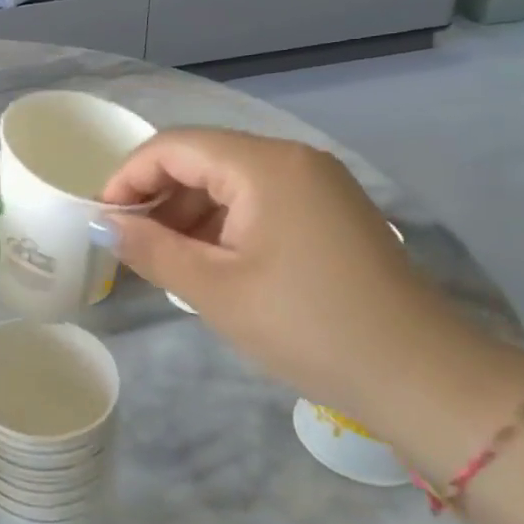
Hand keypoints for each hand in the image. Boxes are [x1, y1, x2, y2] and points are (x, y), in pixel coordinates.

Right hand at [99, 129, 470, 408]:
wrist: (422, 377)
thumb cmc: (307, 326)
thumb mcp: (214, 289)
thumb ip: (150, 248)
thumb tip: (102, 224)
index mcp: (265, 165)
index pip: (173, 147)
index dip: (128, 177)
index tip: (102, 220)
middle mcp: (292, 159)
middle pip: (202, 158)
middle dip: (158, 196)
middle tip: (129, 243)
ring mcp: (317, 185)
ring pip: (229, 181)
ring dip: (189, 212)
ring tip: (164, 259)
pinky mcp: (330, 212)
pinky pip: (259, 201)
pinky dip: (223, 224)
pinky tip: (209, 262)